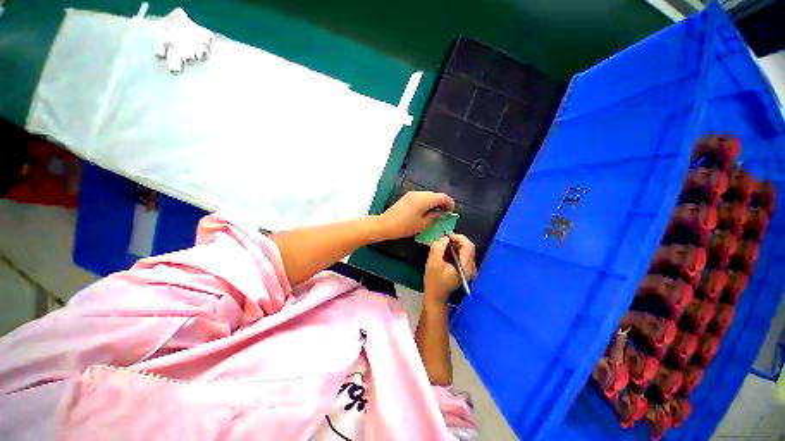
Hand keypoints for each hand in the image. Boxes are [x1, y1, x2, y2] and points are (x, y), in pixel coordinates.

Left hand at [376, 191, 454, 240]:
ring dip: (434, 202)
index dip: (450, 203)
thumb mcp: (422, 224)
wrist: (385, 224)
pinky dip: (427, 202)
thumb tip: (442, 213)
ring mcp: (412, 194)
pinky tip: (426, 211)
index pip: (443, 197)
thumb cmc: (404, 226)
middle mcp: (419, 193)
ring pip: (428, 195)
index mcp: (425, 199)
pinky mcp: (407, 197)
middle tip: (445, 214)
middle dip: (442, 202)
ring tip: (436, 213)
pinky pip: (421, 197)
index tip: (451, 212)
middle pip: (435, 194)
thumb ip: (435, 217)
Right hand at [424, 234, 476, 304]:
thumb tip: (445, 238)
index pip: (468, 246)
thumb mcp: (432, 263)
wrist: (436, 297)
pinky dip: (455, 251)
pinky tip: (446, 253)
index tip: (446, 236)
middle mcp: (472, 268)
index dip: (458, 237)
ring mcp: (470, 270)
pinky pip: (463, 255)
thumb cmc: (434, 282)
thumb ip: (438, 248)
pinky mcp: (466, 270)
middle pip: (468, 247)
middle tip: (443, 241)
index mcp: (465, 267)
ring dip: (455, 245)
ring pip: (466, 250)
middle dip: (456, 241)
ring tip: (443, 246)